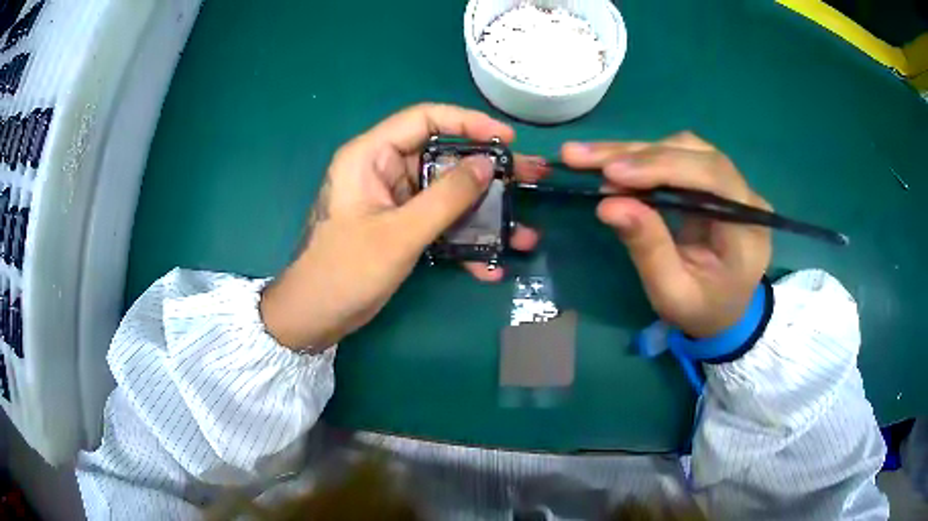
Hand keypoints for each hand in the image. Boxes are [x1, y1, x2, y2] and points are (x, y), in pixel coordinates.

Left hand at [260, 104, 546, 349]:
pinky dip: (462, 242)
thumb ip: (446, 197)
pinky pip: (438, 224)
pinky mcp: (400, 228)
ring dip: (483, 216)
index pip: (424, 119)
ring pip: (446, 196)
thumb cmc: (345, 271)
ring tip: (524, 233)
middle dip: (488, 175)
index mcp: (371, 156)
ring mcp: (393, 201)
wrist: (314, 318)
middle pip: (443, 159)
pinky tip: (490, 266)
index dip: (468, 123)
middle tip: (530, 180)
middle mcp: (383, 170)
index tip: (507, 140)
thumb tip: (488, 164)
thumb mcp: (399, 233)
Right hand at [561, 132, 771, 337]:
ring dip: (634, 151)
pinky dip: (641, 158)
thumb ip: (648, 249)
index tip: (613, 172)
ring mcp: (732, 184)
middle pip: (694, 153)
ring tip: (587, 157)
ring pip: (683, 148)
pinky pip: (678, 157)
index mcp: (748, 229)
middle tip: (582, 156)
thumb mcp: (672, 294)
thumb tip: (608, 205)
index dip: (664, 166)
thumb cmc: (701, 310)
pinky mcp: (713, 182)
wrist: (725, 312)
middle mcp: (745, 196)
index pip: (712, 177)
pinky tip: (610, 162)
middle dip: (637, 154)